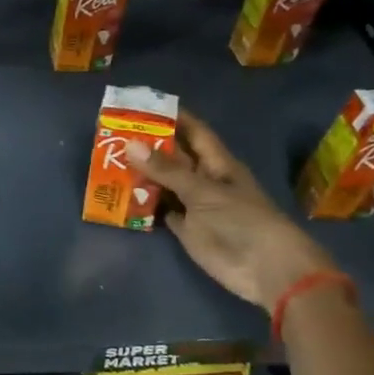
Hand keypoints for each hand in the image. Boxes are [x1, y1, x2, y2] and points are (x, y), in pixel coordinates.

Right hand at [128, 109, 336, 311]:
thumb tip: (130, 145)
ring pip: (165, 184)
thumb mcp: (203, 191)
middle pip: (175, 158)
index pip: (194, 132)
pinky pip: (161, 211)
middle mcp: (204, 180)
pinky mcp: (187, 229)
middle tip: (114, 134)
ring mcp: (195, 205)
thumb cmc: (241, 220)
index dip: (174, 117)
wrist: (264, 268)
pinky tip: (121, 196)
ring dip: (142, 175)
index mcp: (217, 164)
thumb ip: (166, 170)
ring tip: (109, 162)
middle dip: (149, 146)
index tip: (144, 106)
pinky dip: (145, 204)